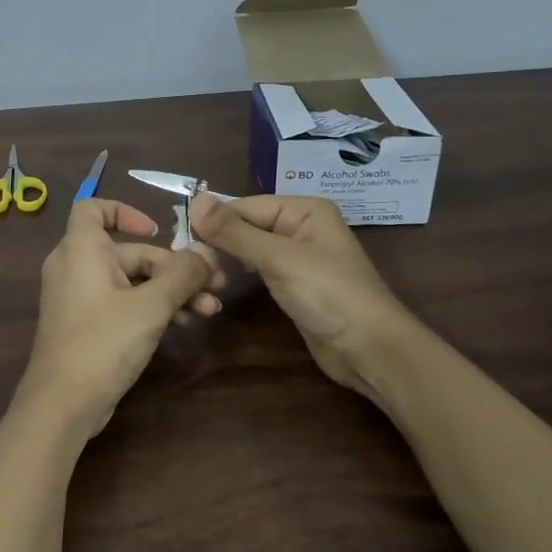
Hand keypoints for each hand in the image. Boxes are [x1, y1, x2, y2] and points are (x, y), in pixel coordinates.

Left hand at [22, 199, 225, 439]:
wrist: (63, 404)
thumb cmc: (103, 342)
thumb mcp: (151, 306)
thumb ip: (182, 275)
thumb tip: (207, 252)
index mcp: (81, 249)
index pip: (93, 208)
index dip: (125, 211)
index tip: (158, 230)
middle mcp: (76, 266)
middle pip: (128, 251)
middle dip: (173, 267)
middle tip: (215, 286)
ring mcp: (79, 297)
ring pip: (130, 280)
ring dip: (169, 291)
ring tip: (208, 310)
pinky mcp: (86, 324)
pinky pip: (121, 302)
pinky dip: (150, 307)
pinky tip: (183, 324)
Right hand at [189, 192, 406, 397]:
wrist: (370, 351)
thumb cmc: (328, 295)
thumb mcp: (278, 259)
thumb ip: (234, 231)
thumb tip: (194, 199)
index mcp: (304, 209)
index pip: (245, 206)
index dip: (214, 222)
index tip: (180, 242)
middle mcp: (301, 226)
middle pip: (246, 225)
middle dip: (219, 241)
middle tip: (188, 263)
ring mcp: (298, 256)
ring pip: (250, 248)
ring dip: (226, 258)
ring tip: (201, 275)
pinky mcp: (294, 284)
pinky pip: (258, 268)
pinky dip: (239, 272)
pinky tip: (220, 282)